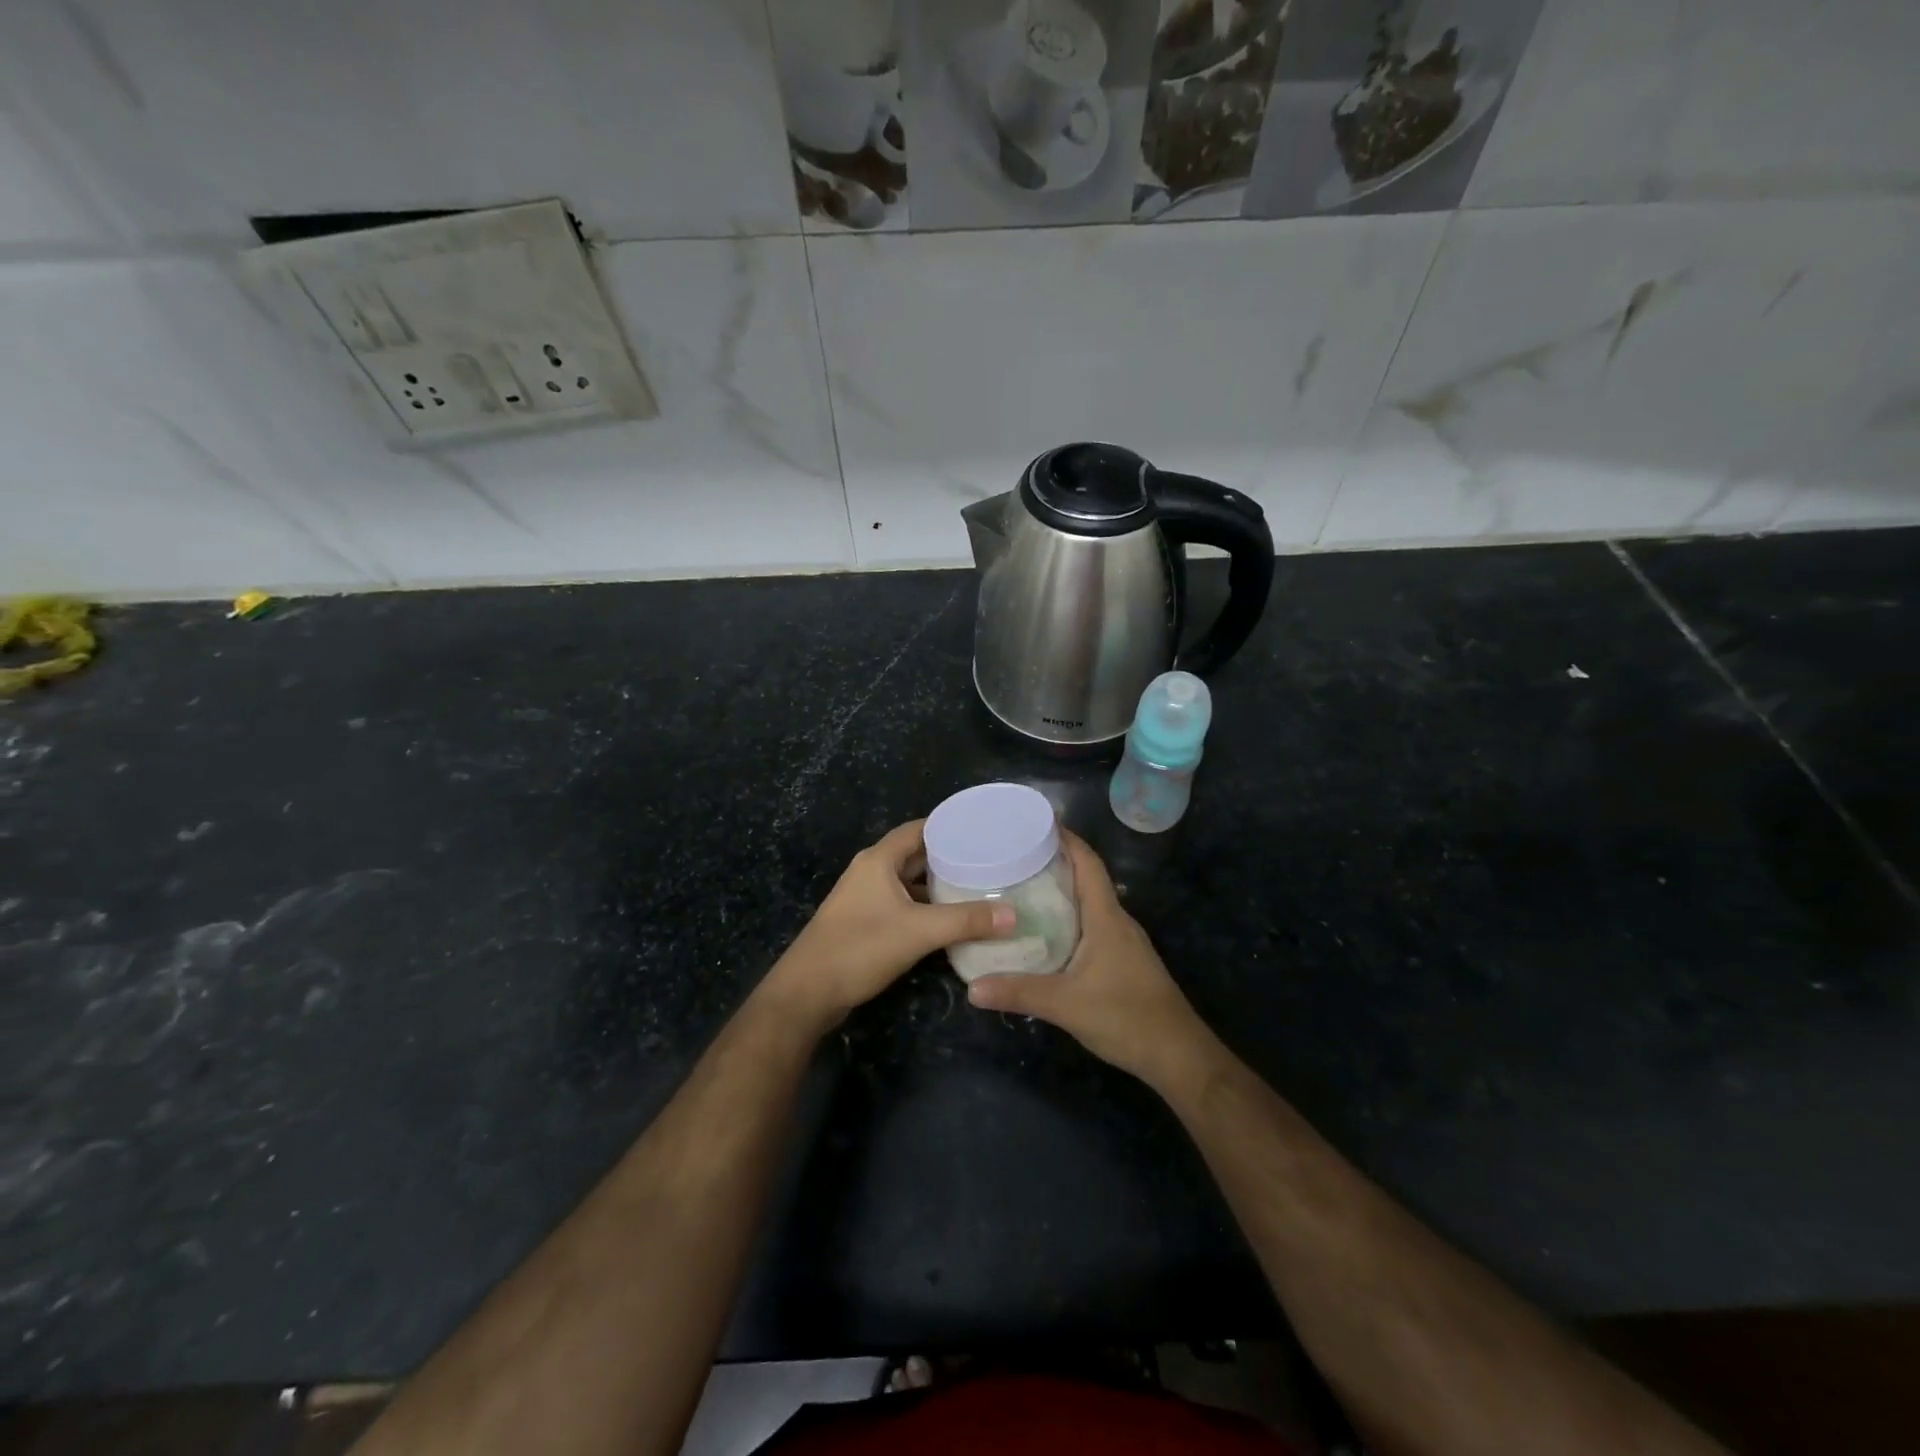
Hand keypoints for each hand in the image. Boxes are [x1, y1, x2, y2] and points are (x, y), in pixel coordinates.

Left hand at [764, 819, 1014, 1029]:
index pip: (919, 829)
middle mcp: (871, 871)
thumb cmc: (860, 948)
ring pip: (909, 883)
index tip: (984, 831)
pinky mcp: (864, 923)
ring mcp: (865, 898)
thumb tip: (1014, 915)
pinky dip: (925, 907)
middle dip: (950, 858)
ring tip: (978, 889)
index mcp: (878, 859)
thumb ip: (966, 921)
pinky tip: (950, 920)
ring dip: (937, 886)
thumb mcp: (919, 932)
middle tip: (990, 862)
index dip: (950, 827)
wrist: (807, 992)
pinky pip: (902, 905)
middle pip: (915, 855)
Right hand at [967, 831, 1220, 1096]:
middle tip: (1016, 855)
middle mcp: (1117, 921)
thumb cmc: (1126, 1017)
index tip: (1036, 822)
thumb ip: (1018, 992)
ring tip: (1023, 887)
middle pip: (1087, 878)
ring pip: (1090, 903)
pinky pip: (1093, 925)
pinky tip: (1046, 931)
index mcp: (1106, 917)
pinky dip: (1069, 917)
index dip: (1066, 839)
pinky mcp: (1124, 961)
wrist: (1177, 1055)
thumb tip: (971, 987)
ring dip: (1062, 890)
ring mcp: (1123, 942)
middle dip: (1055, 861)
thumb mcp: (1065, 1004)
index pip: (1088, 863)